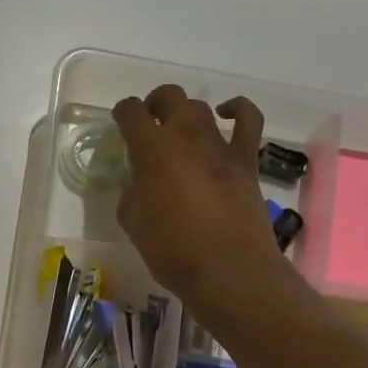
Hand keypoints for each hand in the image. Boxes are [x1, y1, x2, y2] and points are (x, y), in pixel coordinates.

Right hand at [112, 85, 292, 323]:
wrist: (228, 270)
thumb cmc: (172, 251)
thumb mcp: (134, 224)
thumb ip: (131, 194)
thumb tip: (138, 183)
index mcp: (151, 149)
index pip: (130, 113)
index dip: (122, 114)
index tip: (120, 123)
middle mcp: (185, 135)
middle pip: (168, 97)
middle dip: (154, 104)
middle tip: (149, 123)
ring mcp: (219, 144)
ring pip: (200, 107)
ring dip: (186, 113)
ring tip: (180, 130)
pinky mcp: (246, 159)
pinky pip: (247, 120)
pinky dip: (237, 109)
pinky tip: (227, 114)